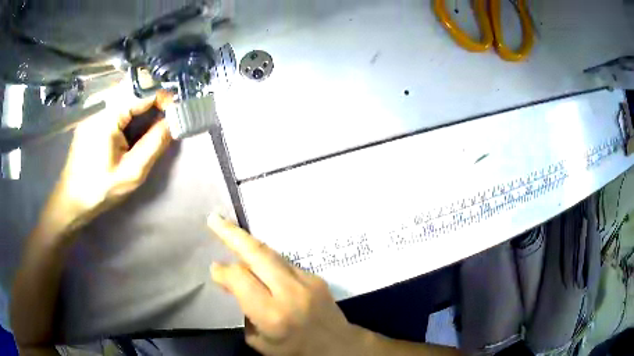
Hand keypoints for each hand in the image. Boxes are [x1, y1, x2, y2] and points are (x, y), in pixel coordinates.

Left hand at [48, 91, 172, 230]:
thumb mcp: (131, 173)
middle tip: (167, 117)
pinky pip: (117, 101)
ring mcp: (94, 108)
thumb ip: (154, 144)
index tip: (176, 112)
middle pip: (134, 86)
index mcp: (107, 116)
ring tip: (154, 121)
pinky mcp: (92, 115)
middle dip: (155, 97)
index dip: (164, 96)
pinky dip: (132, 107)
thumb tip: (173, 122)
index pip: (142, 90)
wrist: (71, 200)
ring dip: (144, 102)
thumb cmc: (99, 190)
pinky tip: (135, 126)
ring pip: (126, 92)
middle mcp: (100, 104)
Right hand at [207, 214, 371, 355]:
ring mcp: (306, 280)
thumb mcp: (260, 342)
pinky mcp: (315, 276)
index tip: (214, 268)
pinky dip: (266, 257)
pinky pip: (283, 261)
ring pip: (271, 253)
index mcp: (273, 314)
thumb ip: (244, 313)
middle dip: (232, 234)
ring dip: (248, 241)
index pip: (241, 279)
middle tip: (215, 219)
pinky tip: (256, 257)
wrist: (337, 346)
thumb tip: (233, 284)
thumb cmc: (294, 351)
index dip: (223, 272)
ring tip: (230, 230)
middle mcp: (290, 292)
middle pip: (257, 254)